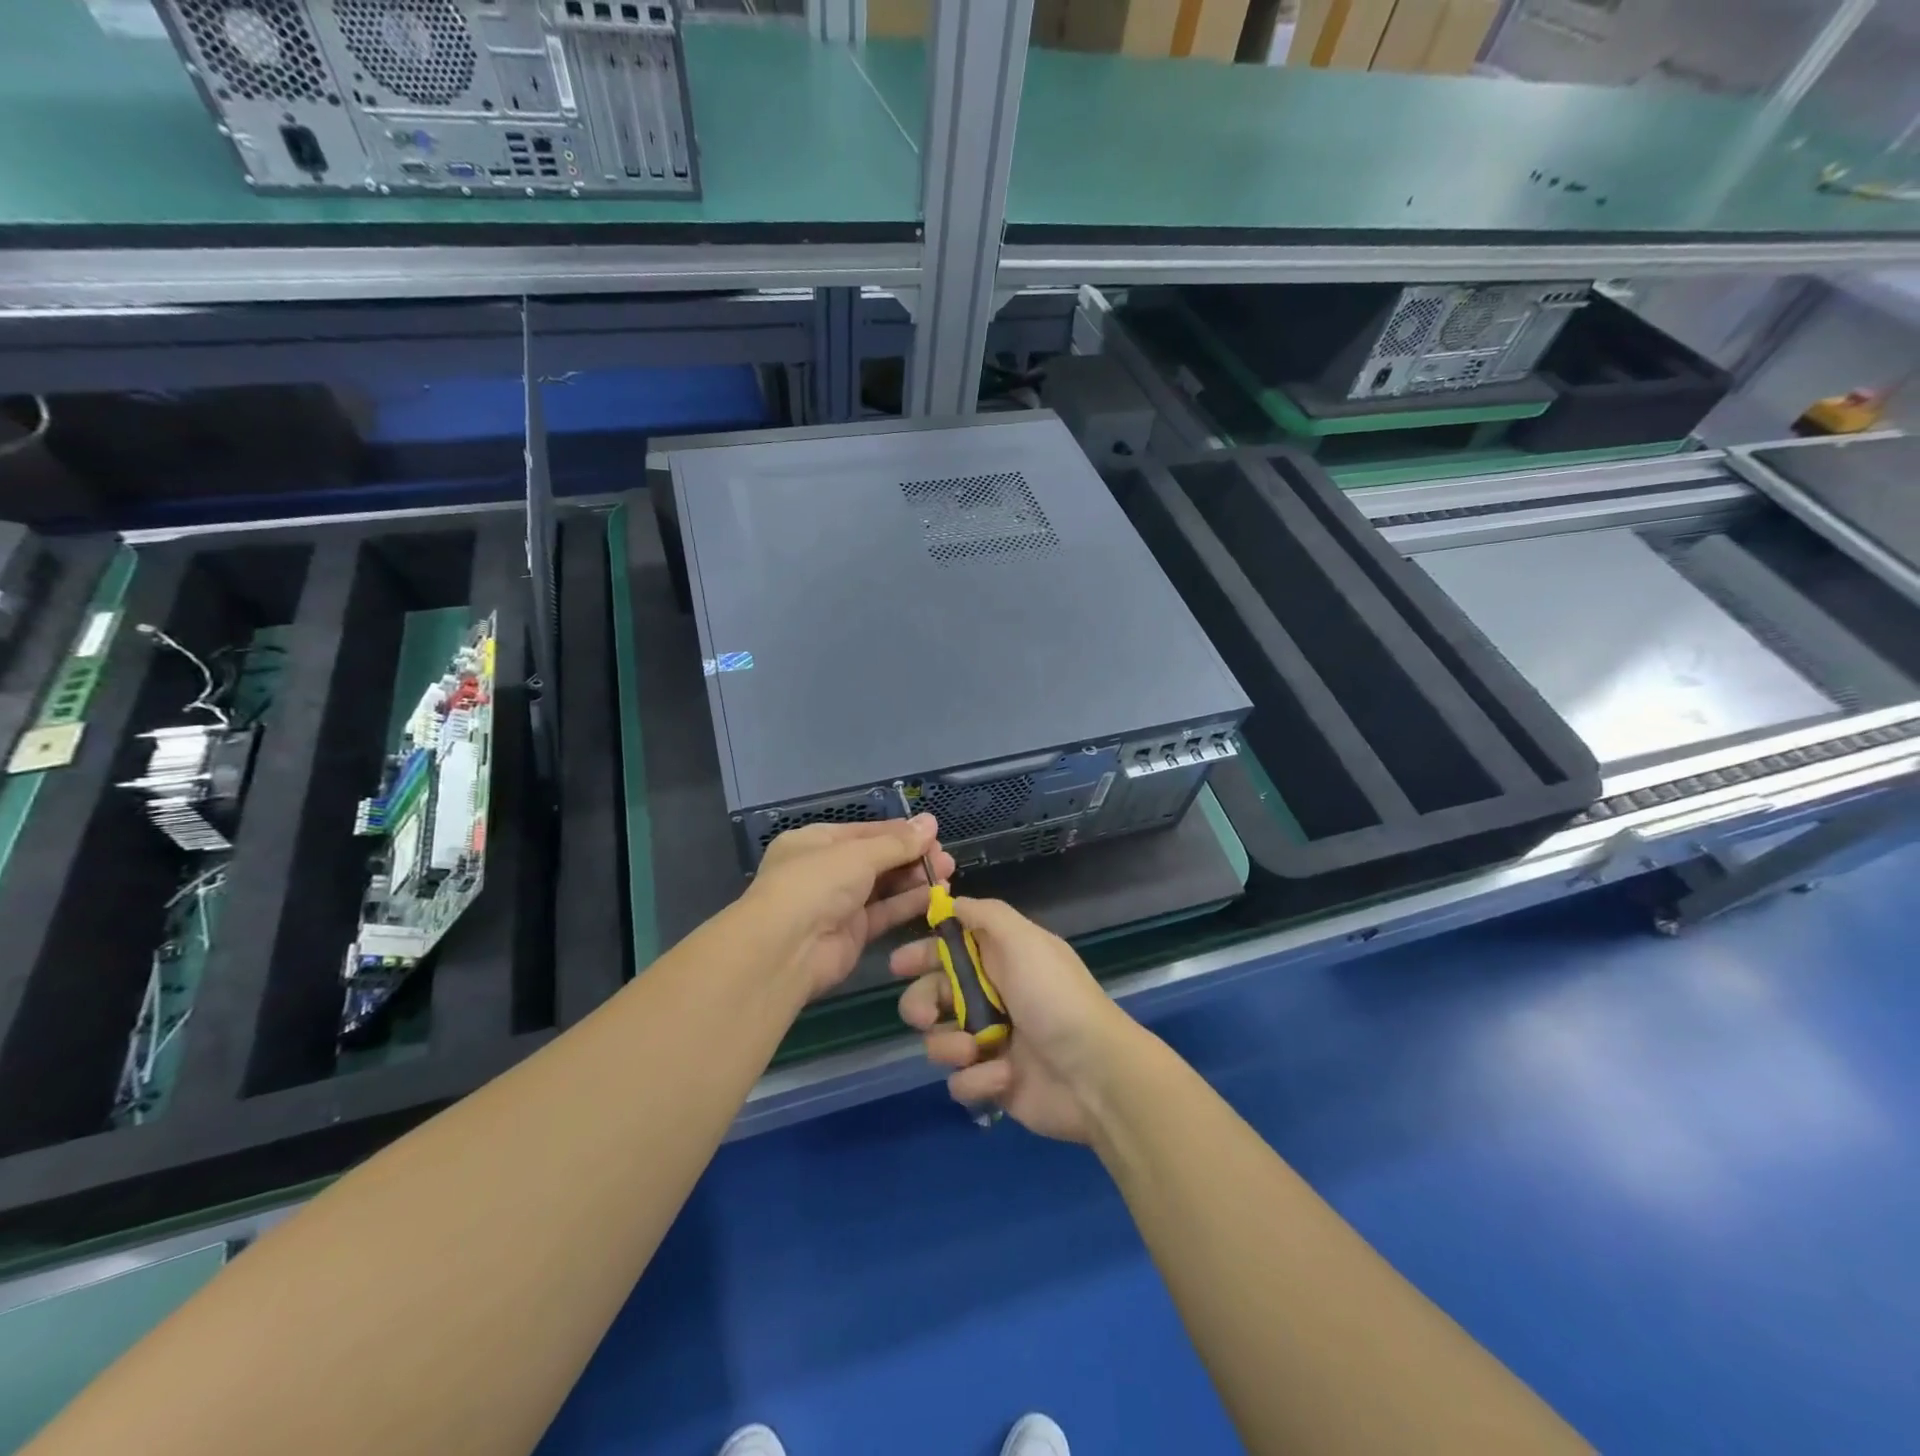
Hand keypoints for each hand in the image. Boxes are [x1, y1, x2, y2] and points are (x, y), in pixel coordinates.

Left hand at [740, 816, 955, 1000]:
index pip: (865, 832)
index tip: (933, 833)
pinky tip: (936, 896)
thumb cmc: (816, 884)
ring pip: (883, 886)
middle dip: (911, 857)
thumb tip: (931, 822)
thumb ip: (898, 843)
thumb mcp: (858, 854)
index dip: (899, 832)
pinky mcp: (852, 933)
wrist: (787, 949)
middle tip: (945, 858)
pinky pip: (885, 913)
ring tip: (947, 874)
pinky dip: (908, 904)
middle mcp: (826, 870)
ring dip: (914, 880)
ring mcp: (838, 903)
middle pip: (876, 859)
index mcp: (816, 842)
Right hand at [893, 896, 1147, 1143]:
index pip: (950, 949)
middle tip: (924, 1016)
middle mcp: (991, 997)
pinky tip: (1002, 1077)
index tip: (899, 964)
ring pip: (938, 1040)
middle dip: (920, 1004)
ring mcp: (990, 1042)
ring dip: (948, 1045)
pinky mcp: (992, 1082)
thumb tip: (951, 902)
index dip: (922, 954)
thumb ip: (985, 915)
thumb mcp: (1023, 940)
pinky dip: (976, 1080)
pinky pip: (960, 1081)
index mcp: (1000, 960)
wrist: (1094, 1073)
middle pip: (933, 996)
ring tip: (973, 1050)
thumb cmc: (1054, 998)